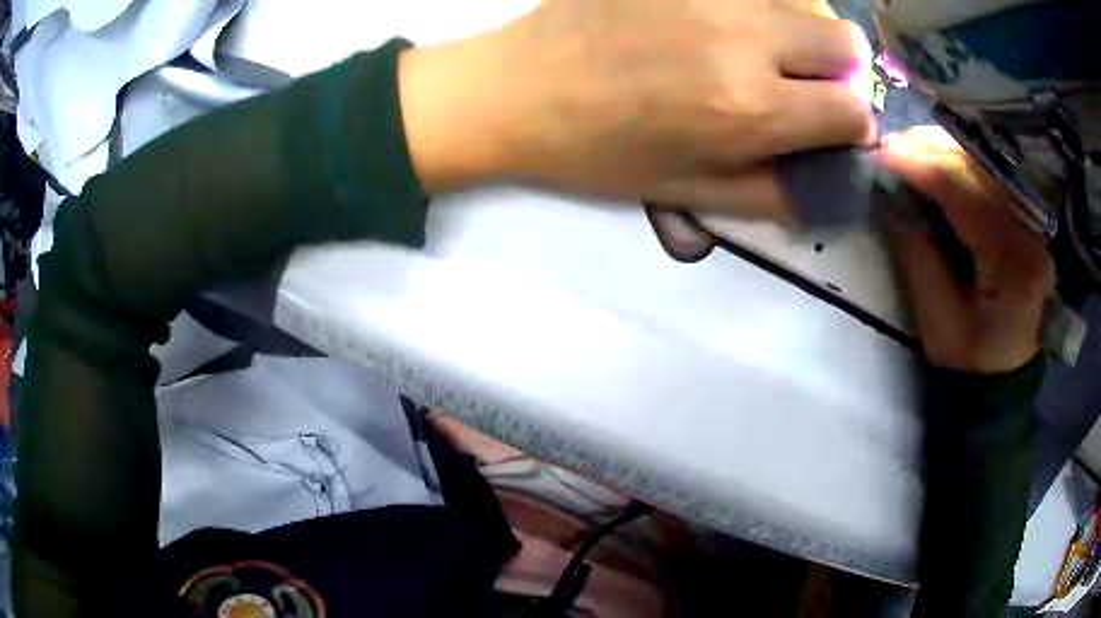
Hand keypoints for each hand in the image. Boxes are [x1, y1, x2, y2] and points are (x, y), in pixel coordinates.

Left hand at [399, 0, 873, 218]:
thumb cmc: (598, 151)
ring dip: (802, 31)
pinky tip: (725, 22)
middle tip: (804, 83)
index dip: (851, 126)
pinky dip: (760, 5)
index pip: (854, 111)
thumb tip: (825, 186)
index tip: (831, 127)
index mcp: (752, 108)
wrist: (518, 87)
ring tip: (762, 49)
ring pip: (805, 1)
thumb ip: (770, 193)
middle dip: (841, 71)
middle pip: (845, 42)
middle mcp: (746, 38)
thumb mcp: (687, 193)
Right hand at [877, 127, 1051, 373]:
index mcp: (1012, 263)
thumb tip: (891, 201)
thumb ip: (919, 262)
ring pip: (979, 156)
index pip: (964, 193)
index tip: (879, 158)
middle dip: (926, 149)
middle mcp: (1026, 226)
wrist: (1015, 364)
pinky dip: (955, 156)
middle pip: (973, 163)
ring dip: (938, 147)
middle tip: (887, 150)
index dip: (920, 167)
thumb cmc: (977, 357)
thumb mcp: (941, 327)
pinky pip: (985, 166)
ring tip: (905, 153)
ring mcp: (1029, 212)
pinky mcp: (1023, 207)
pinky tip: (932, 160)